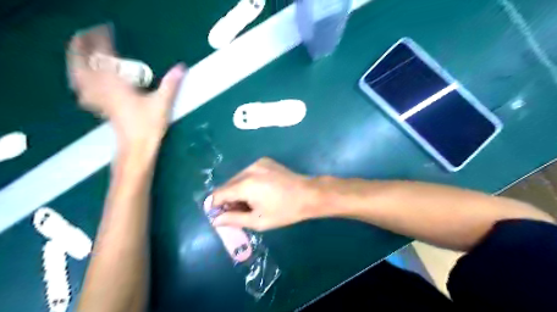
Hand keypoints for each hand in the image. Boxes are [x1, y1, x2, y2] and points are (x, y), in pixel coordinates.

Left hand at [67, 28, 183, 150]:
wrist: (137, 147)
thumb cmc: (148, 126)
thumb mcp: (162, 103)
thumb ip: (170, 84)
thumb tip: (182, 67)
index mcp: (117, 86)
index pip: (105, 58)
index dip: (103, 41)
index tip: (106, 30)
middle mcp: (104, 90)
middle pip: (84, 65)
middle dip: (81, 48)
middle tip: (84, 36)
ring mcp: (100, 100)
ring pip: (80, 77)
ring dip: (76, 63)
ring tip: (78, 54)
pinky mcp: (102, 109)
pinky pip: (84, 92)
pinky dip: (80, 83)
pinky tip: (82, 82)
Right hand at [212, 158, 321, 230]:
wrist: (308, 194)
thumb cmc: (284, 211)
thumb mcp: (258, 220)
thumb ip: (234, 219)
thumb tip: (215, 220)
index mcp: (245, 185)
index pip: (219, 194)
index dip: (214, 205)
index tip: (217, 215)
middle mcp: (248, 169)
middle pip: (228, 185)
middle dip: (227, 199)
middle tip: (235, 212)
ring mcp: (257, 163)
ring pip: (238, 178)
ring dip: (237, 190)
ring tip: (247, 203)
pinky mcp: (265, 161)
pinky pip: (248, 173)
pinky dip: (246, 182)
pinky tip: (256, 192)